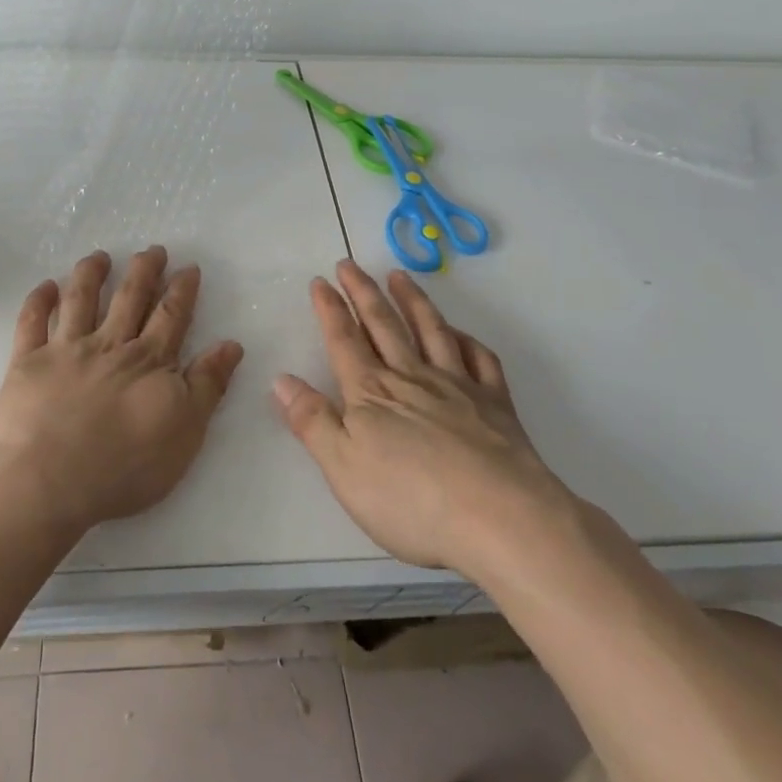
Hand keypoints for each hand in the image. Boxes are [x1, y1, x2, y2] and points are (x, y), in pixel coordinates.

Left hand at [0, 247, 242, 535]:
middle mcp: (109, 345)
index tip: (188, 266)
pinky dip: (38, 300)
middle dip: (143, 270)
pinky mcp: (28, 363)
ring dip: (91, 274)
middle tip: (151, 249)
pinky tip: (46, 285)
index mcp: (148, 361)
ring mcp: (65, 350)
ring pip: (80, 299)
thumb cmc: (124, 466)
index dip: (181, 289)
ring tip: (99, 256)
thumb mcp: (185, 432)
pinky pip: (31, 322)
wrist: (49, 481)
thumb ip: (207, 385)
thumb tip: (231, 344)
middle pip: (129, 297)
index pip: (170, 315)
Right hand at [272, 261, 570, 576]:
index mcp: (371, 393)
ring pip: (431, 330)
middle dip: (363, 292)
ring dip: (412, 301)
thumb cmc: (411, 501)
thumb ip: (312, 421)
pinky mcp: (495, 403)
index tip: (320, 281)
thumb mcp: (344, 469)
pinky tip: (459, 333)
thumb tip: (281, 380)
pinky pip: (480, 359)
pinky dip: (466, 340)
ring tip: (399, 277)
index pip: (344, 340)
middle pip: (383, 325)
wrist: (500, 518)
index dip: (329, 309)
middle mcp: (412, 377)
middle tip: (350, 263)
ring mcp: (457, 385)